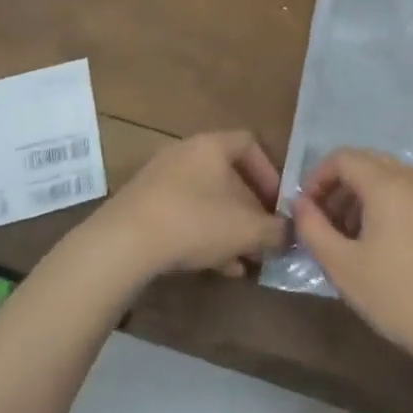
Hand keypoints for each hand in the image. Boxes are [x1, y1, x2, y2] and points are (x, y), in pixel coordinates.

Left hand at [80, 131, 287, 288]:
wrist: (122, 245)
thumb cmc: (195, 222)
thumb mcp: (247, 230)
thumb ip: (275, 230)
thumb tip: (290, 231)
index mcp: (211, 146)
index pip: (250, 144)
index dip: (269, 173)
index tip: (277, 203)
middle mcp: (184, 154)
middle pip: (227, 177)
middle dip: (250, 210)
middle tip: (262, 238)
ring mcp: (159, 181)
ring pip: (206, 200)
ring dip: (228, 228)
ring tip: (244, 260)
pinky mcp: (141, 207)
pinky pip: (182, 216)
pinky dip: (203, 235)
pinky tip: (216, 268)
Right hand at [292, 148, 412, 362]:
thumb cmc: (397, 294)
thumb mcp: (343, 266)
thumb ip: (313, 228)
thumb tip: (301, 204)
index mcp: (387, 183)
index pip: (343, 157)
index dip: (317, 178)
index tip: (306, 211)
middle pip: (367, 163)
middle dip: (339, 186)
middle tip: (324, 224)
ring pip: (389, 178)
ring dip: (361, 197)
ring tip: (348, 238)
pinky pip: (408, 194)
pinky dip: (385, 205)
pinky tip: (379, 245)